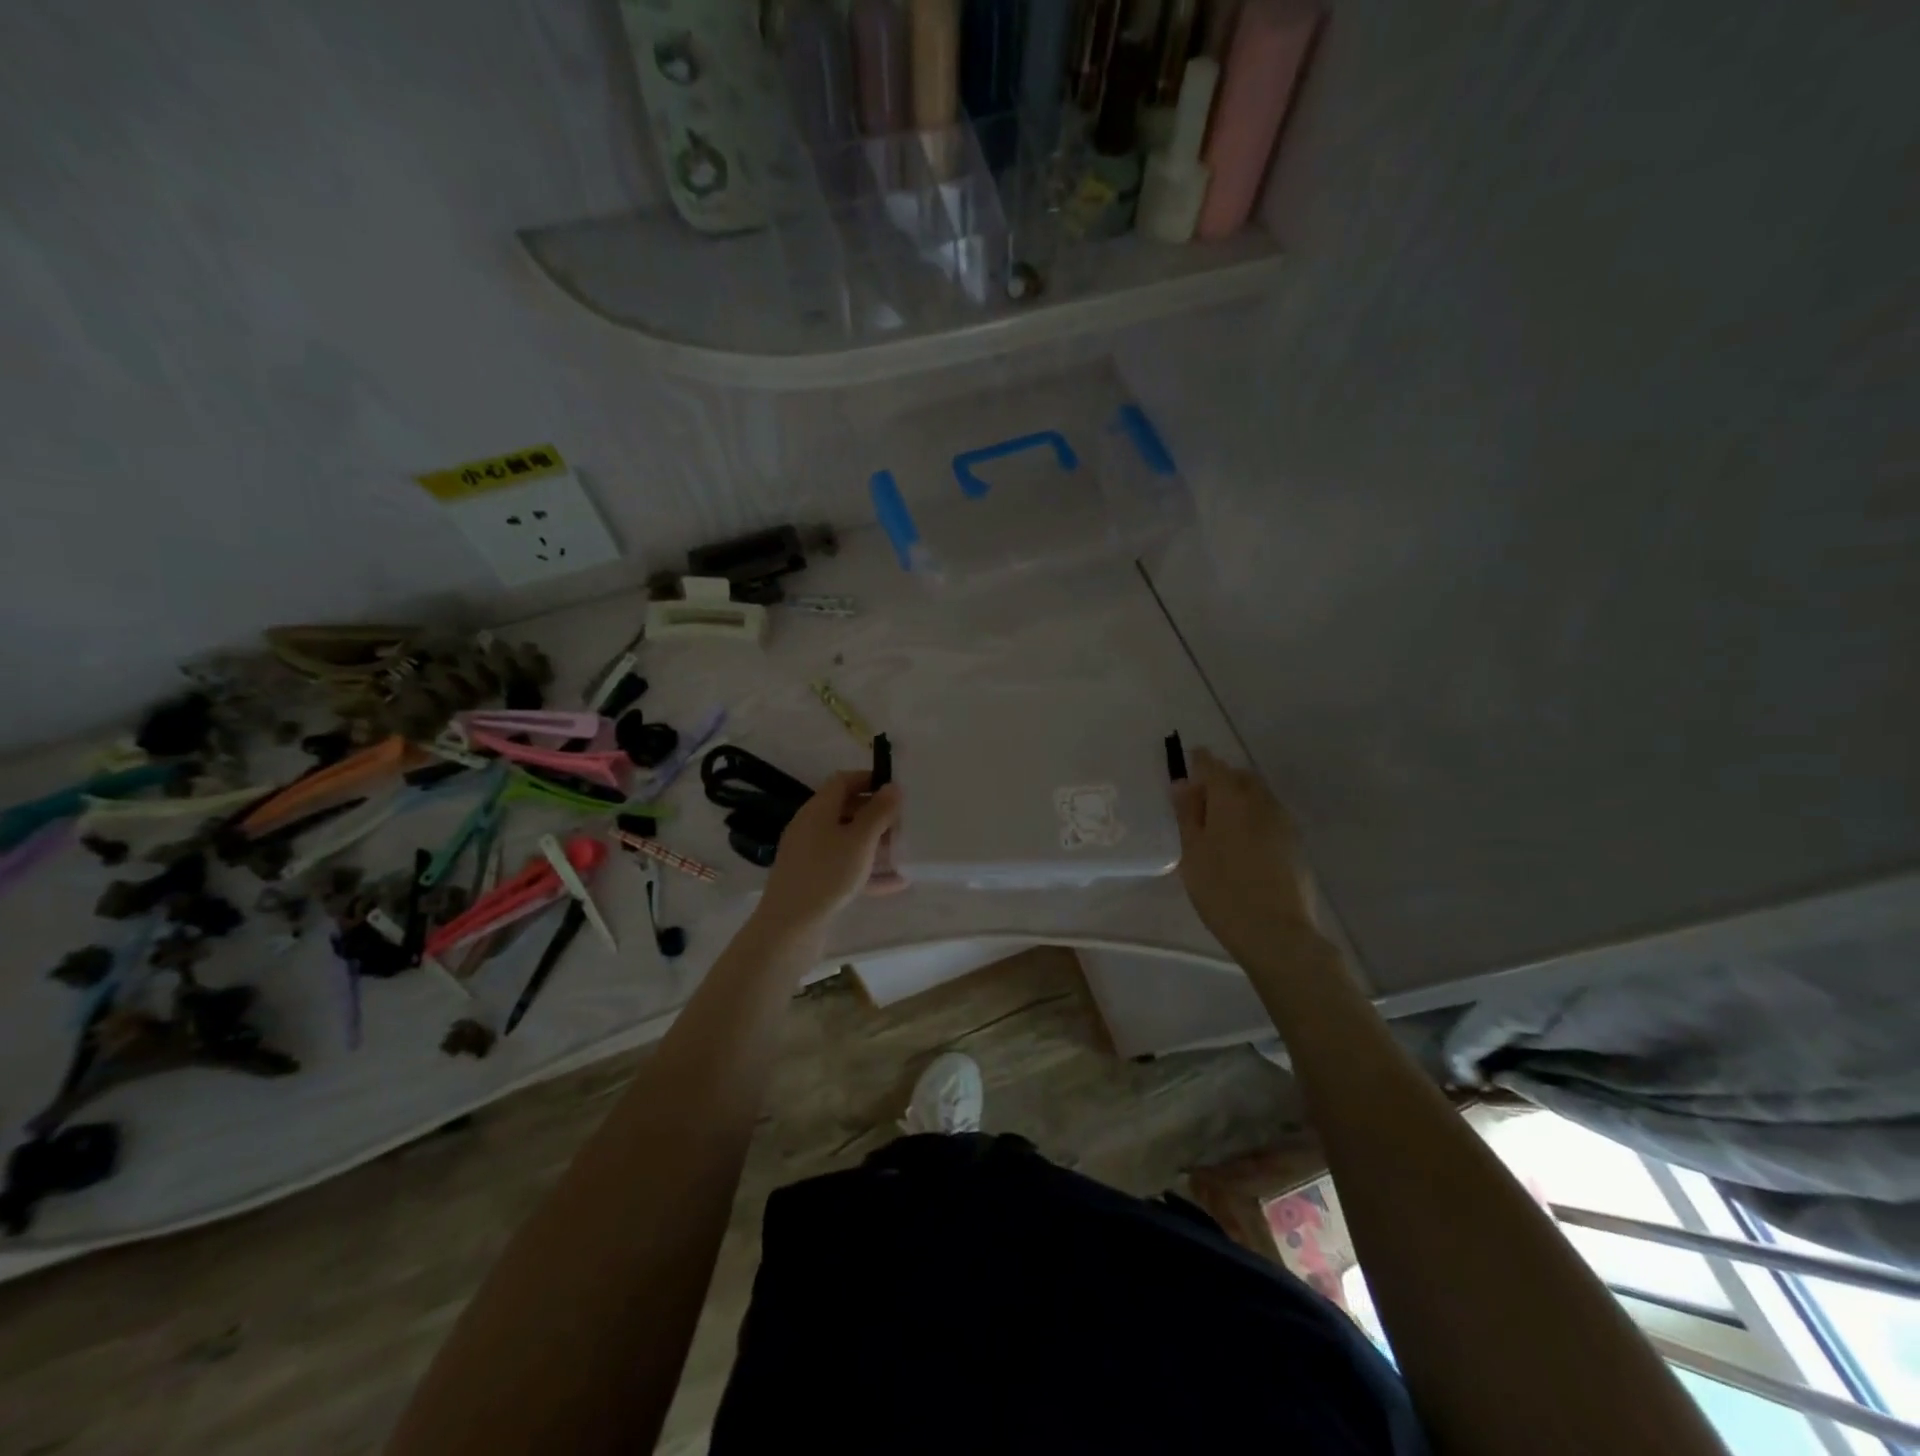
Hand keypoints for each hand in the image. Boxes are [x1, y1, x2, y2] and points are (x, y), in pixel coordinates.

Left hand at [753, 772, 902, 937]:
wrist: (789, 927)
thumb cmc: (827, 875)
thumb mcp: (860, 840)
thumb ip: (879, 812)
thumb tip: (892, 786)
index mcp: (818, 809)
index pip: (843, 780)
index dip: (869, 779)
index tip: (896, 789)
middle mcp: (810, 827)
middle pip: (845, 810)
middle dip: (876, 814)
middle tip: (904, 821)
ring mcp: (810, 856)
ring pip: (847, 841)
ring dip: (875, 843)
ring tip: (904, 850)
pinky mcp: (813, 881)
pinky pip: (845, 868)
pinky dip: (868, 871)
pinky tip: (896, 883)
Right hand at [1171, 748, 1316, 960]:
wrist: (1277, 932)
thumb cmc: (1222, 890)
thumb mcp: (1192, 852)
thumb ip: (1187, 813)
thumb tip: (1182, 783)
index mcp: (1231, 798)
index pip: (1212, 765)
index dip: (1198, 762)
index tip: (1186, 764)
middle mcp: (1261, 801)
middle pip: (1239, 777)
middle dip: (1221, 779)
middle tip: (1200, 801)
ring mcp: (1283, 822)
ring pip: (1258, 796)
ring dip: (1239, 798)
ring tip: (1220, 824)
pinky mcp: (1295, 843)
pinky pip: (1270, 816)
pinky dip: (1254, 818)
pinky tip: (1243, 843)